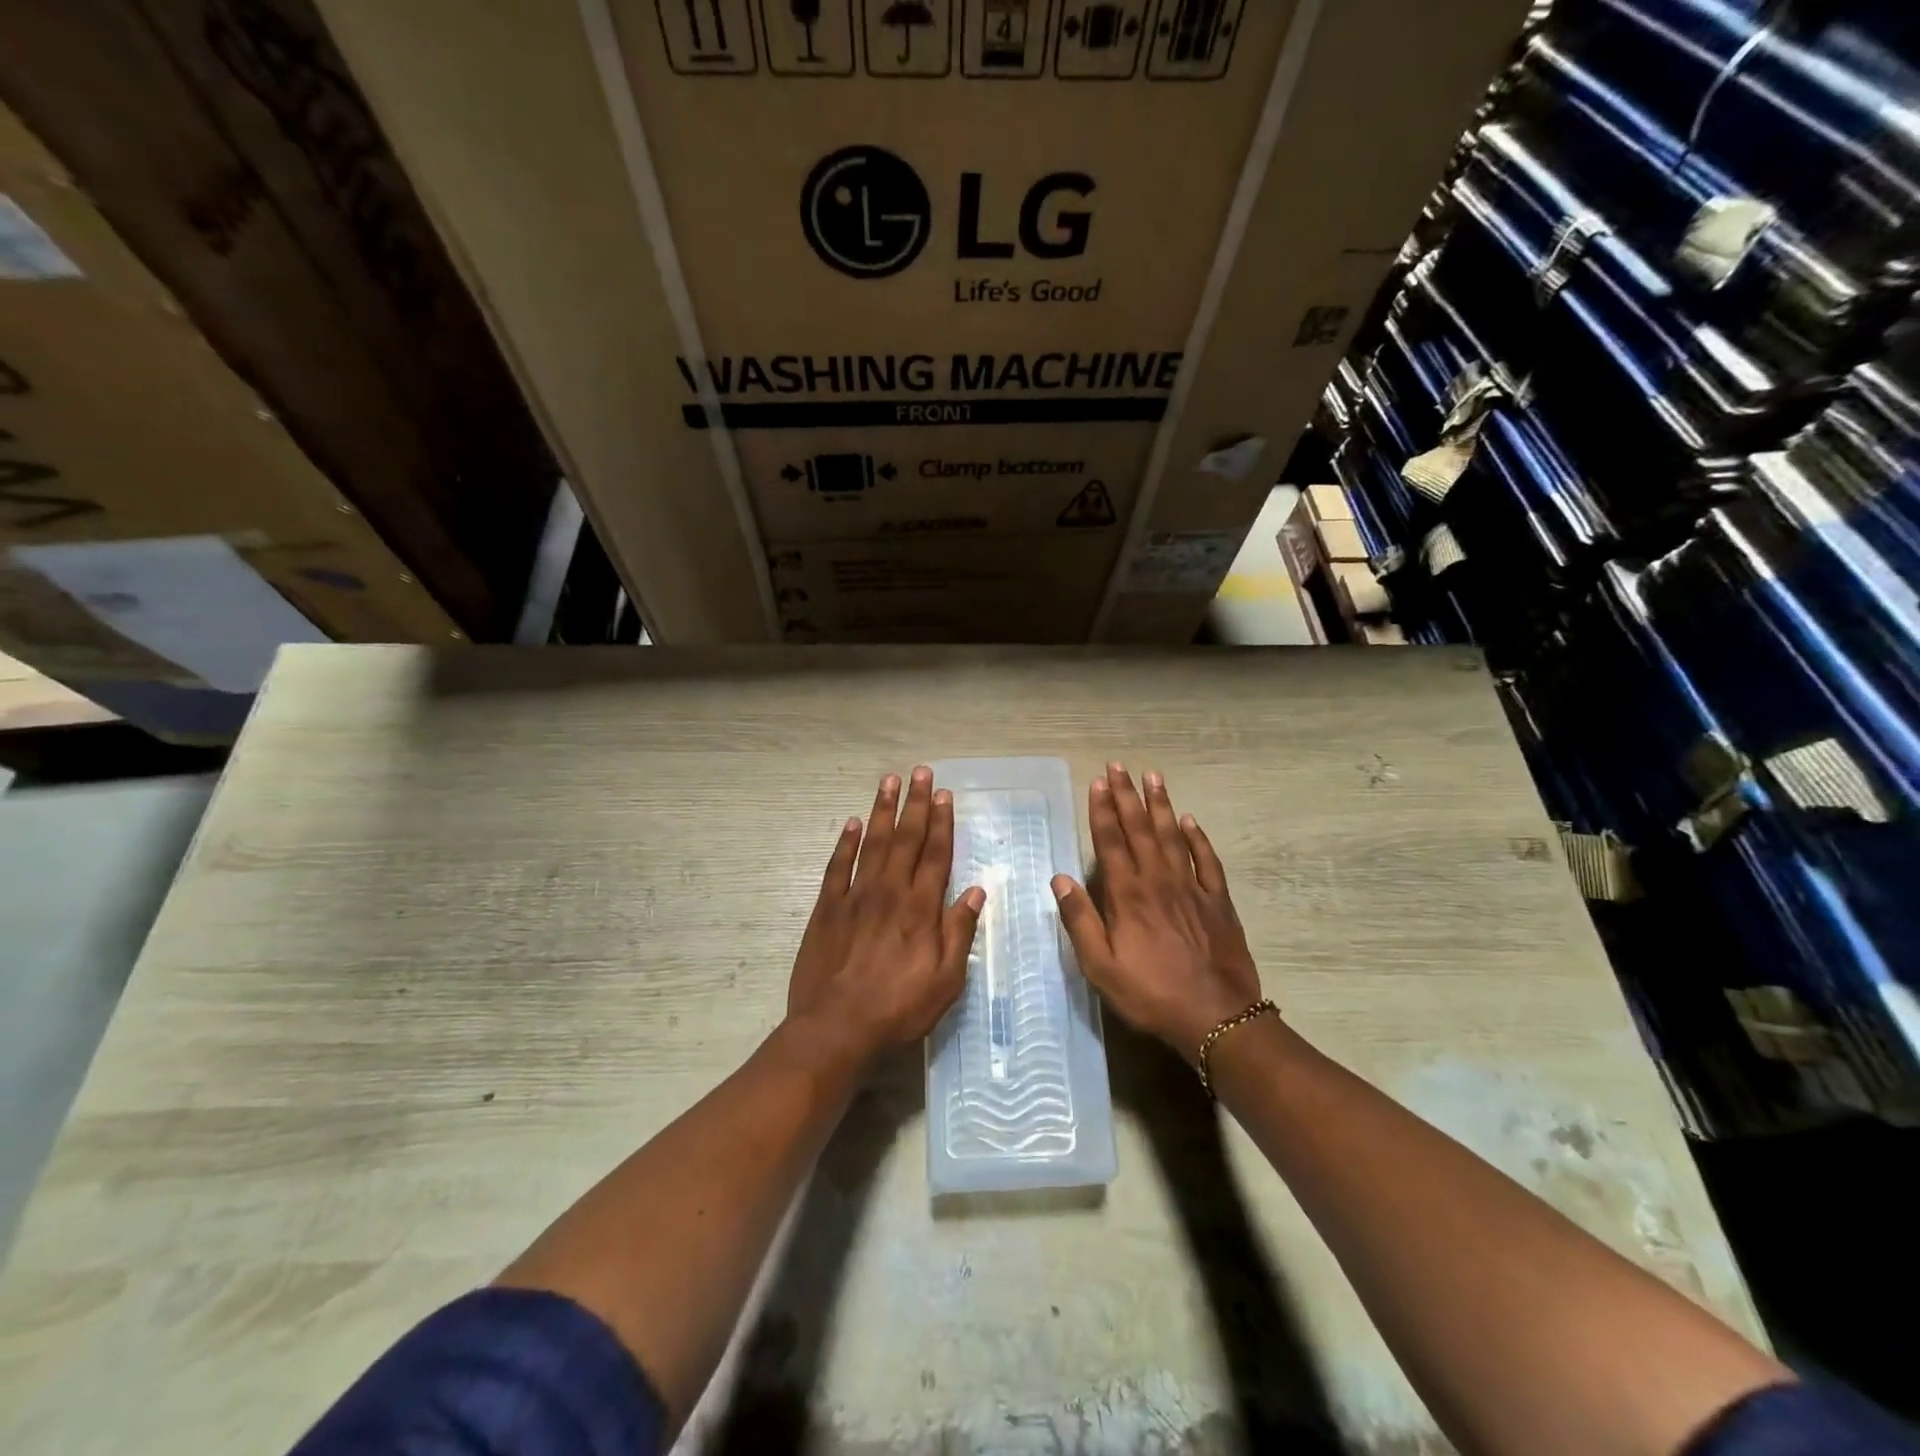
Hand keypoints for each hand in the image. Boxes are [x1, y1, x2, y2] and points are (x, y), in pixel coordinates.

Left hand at [787, 767, 985, 1065]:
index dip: (941, 822)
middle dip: (915, 803)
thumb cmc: (898, 1009)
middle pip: (905, 839)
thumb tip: (976, 892)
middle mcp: (889, 892)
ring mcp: (855, 896)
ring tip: (889, 781)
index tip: (944, 794)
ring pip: (872, 843)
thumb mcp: (945, 981)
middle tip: (920, 772)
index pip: (935, 854)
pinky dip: (845, 842)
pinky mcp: (827, 908)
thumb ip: (959, 933)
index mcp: (920, 908)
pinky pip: (837, 866)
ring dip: (882, 811)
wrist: (836, 1029)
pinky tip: (851, 823)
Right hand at [1051, 763, 1262, 1062]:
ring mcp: (1191, 888)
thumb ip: (1080, 921)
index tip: (1098, 782)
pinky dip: (1198, 837)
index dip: (1103, 810)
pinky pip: (1206, 860)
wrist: (1217, 1017)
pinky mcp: (1217, 901)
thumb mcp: (1101, 967)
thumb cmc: (1151, 994)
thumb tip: (1059, 879)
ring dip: (1161, 805)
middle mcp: (1158, 881)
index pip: (1111, 842)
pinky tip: (1190, 820)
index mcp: (1128, 895)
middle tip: (1119, 766)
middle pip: (1140, 829)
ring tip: (1153, 777)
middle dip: (1127, 796)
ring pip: (1173, 836)